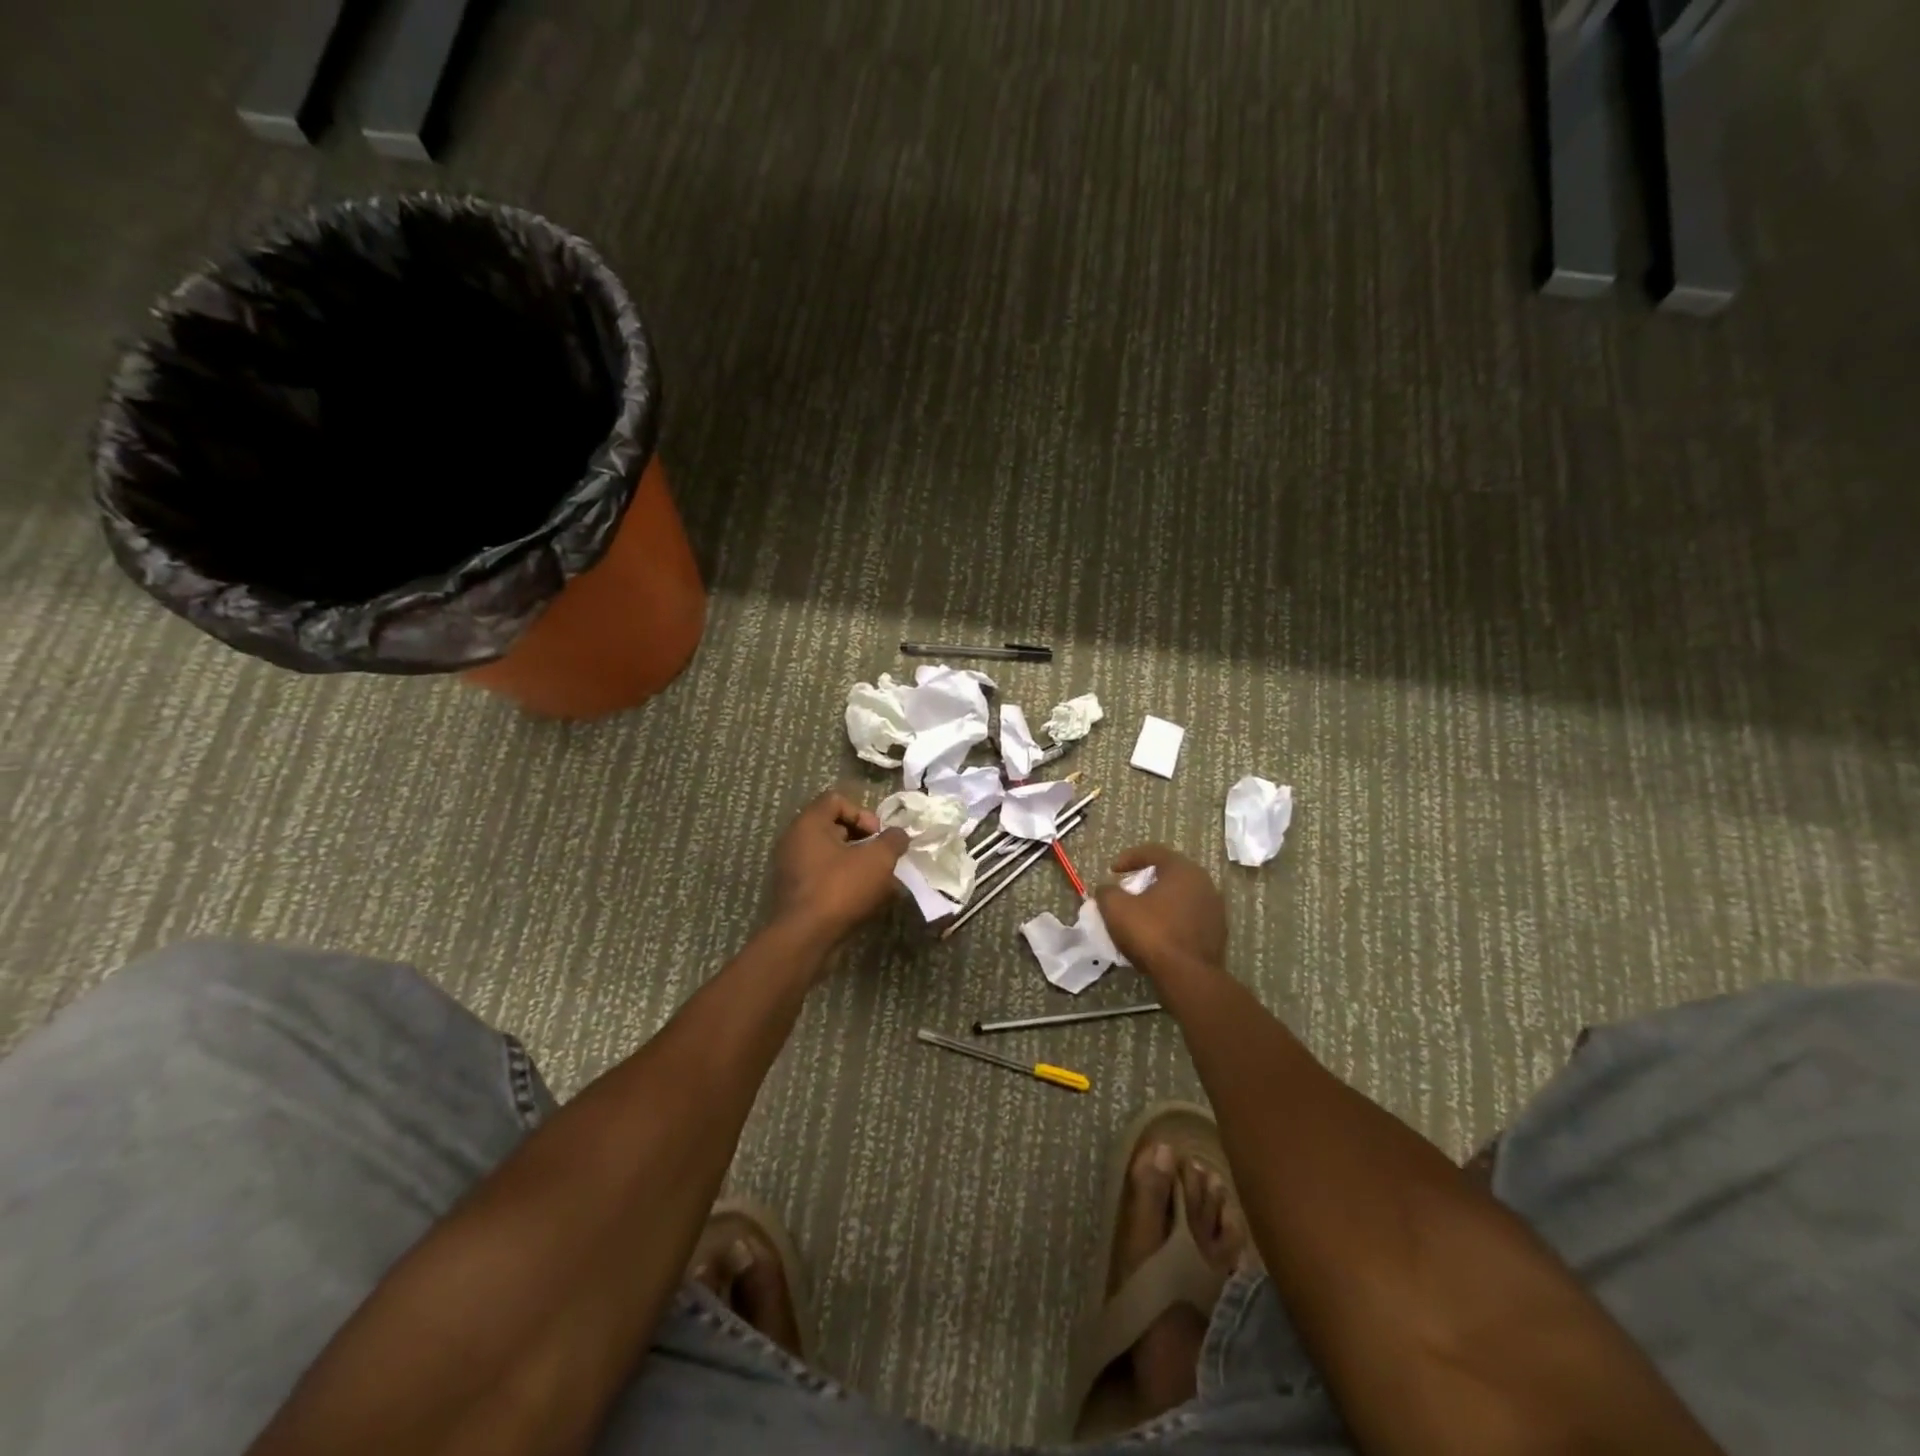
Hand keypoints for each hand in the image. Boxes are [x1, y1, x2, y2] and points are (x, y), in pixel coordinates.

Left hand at [770, 790, 908, 944]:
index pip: (836, 799)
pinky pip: (823, 875)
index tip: (878, 836)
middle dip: (863, 840)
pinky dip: (843, 881)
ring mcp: (791, 867)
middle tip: (880, 858)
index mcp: (809, 823)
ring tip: (877, 881)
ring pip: (830, 854)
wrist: (805, 938)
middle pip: (834, 826)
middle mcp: (794, 840)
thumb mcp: (878, 860)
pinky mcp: (794, 891)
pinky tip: (862, 898)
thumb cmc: (840, 889)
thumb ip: (893, 840)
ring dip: (856, 863)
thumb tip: (898, 834)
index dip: (863, 813)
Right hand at [1094, 844, 1227, 975]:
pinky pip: (1190, 917)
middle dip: (1146, 879)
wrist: (1188, 976)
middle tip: (1128, 889)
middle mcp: (1204, 883)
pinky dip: (1173, 919)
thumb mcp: (1116, 908)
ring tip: (1142, 913)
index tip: (1112, 870)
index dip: (1129, 858)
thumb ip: (1107, 892)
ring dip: (1161, 900)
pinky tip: (1159, 933)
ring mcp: (1215, 908)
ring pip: (1182, 896)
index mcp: (1182, 870)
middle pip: (1170, 873)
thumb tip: (1107, 889)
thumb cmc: (1152, 933)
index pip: (1154, 852)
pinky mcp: (1218, 932)